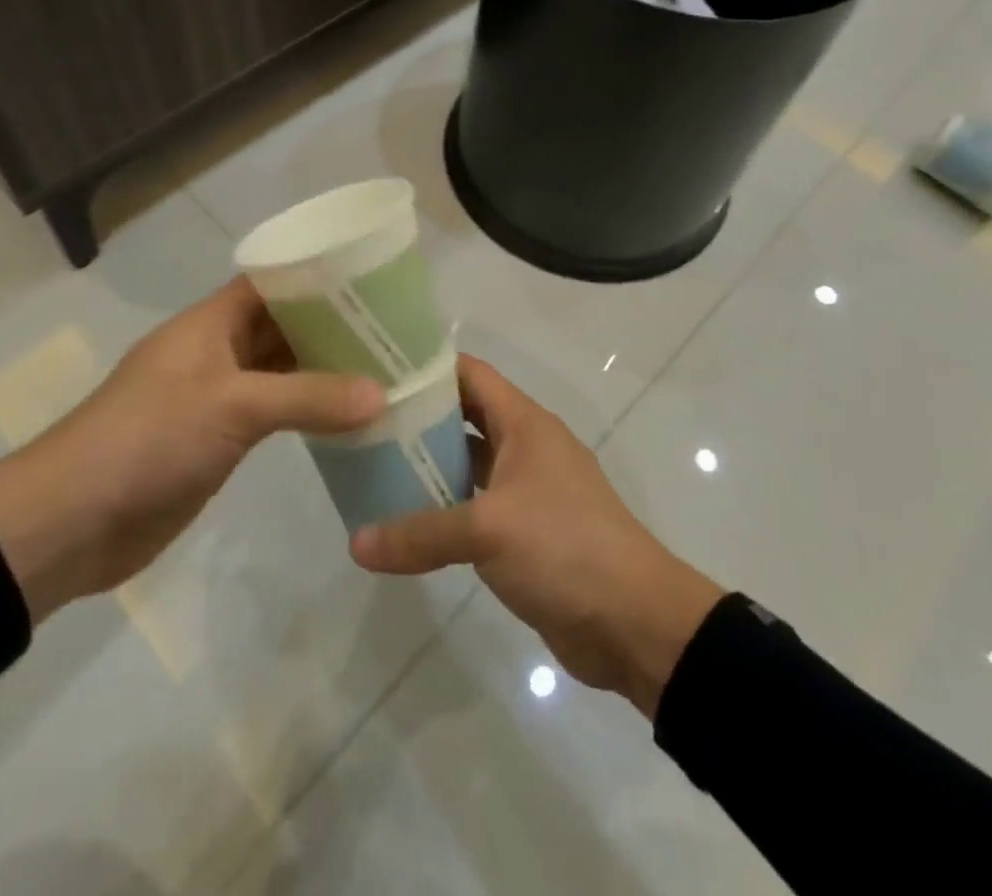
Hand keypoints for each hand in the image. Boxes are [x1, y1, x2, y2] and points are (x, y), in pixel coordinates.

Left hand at [0, 277, 383, 621]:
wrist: (72, 521)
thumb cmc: (149, 438)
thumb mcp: (233, 405)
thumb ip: (308, 398)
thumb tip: (381, 394)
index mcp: (211, 324)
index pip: (271, 283)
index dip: (316, 278)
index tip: (371, 281)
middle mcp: (216, 352)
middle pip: (281, 327)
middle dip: (330, 328)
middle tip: (394, 331)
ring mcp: (216, 398)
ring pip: (280, 373)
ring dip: (323, 373)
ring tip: (384, 370)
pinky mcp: (217, 440)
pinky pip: (272, 416)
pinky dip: (306, 414)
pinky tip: (347, 420)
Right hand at [350, 356, 722, 717]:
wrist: (635, 624)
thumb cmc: (566, 548)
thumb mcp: (489, 531)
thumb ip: (421, 532)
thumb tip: (356, 543)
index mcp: (524, 423)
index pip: (470, 374)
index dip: (427, 367)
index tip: (379, 371)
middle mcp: (525, 447)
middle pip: (463, 417)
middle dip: (417, 419)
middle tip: (362, 423)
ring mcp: (526, 490)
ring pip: (467, 464)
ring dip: (427, 466)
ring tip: (371, 467)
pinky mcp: (524, 532)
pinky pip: (474, 507)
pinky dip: (443, 509)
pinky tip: (404, 520)